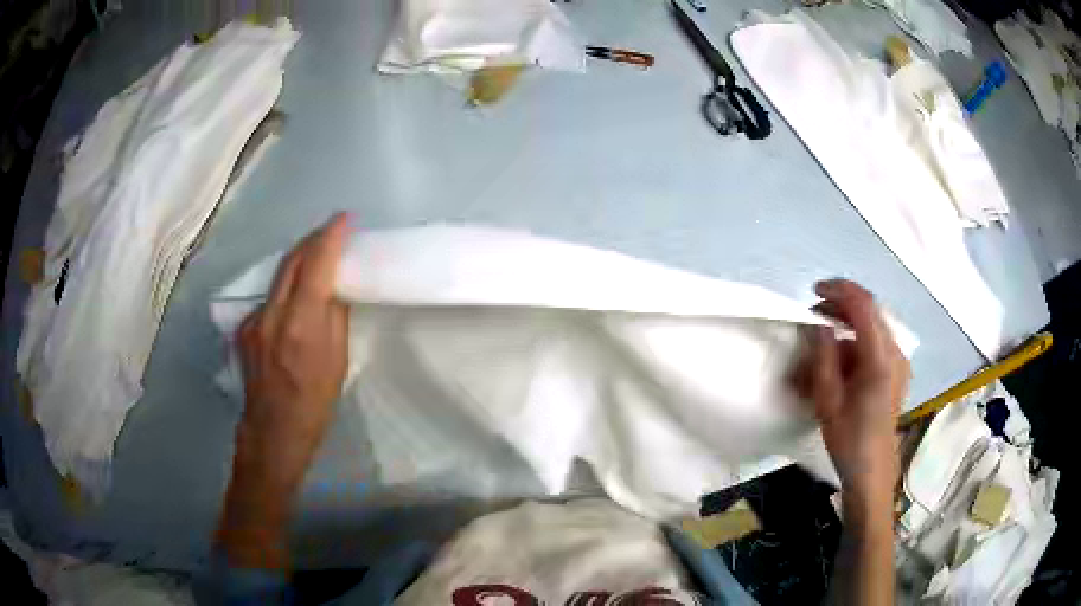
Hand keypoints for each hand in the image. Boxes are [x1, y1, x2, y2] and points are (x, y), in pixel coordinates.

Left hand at [217, 214, 350, 569]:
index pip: (315, 267)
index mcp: (300, 326)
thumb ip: (333, 319)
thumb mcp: (336, 364)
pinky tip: (293, 297)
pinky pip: (268, 297)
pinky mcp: (244, 329)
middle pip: (290, 262)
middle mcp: (271, 316)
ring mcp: (253, 321)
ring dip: (299, 261)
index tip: (345, 219)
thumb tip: (334, 289)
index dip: (330, 238)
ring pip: (277, 277)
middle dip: (313, 240)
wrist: (272, 433)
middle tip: (332, 231)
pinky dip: (284, 287)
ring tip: (317, 258)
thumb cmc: (314, 405)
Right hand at [795, 279, 909, 504]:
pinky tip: (839, 359)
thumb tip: (820, 326)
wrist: (873, 470)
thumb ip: (824, 358)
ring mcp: (899, 361)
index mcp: (880, 359)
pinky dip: (856, 342)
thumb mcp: (828, 401)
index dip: (840, 290)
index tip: (814, 290)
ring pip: (872, 327)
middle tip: (814, 315)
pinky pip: (876, 343)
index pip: (864, 305)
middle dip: (840, 306)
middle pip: (870, 311)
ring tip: (822, 342)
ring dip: (846, 326)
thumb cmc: (849, 439)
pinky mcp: (897, 370)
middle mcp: (895, 353)